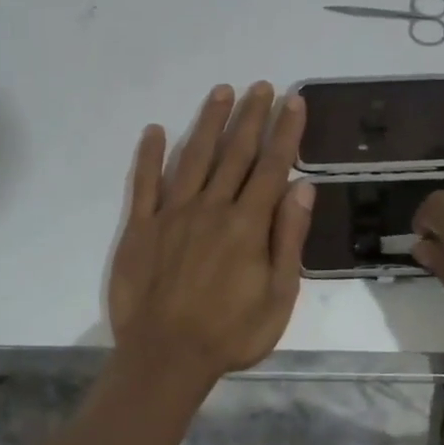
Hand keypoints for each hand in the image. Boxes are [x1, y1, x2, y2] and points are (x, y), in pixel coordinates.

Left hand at [108, 82, 313, 392]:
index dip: (284, 131)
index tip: (293, 101)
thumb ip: (288, 238)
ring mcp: (172, 214)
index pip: (271, 166)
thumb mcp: (278, 295)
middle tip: (261, 86)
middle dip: (251, 116)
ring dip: (209, 123)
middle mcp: (211, 208)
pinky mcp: (140, 227)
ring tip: (222, 92)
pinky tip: (157, 130)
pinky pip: (145, 184)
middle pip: (235, 153)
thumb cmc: (231, 333)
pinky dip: (150, 155)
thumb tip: (302, 187)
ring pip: (194, 158)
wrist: (166, 358)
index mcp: (248, 224)